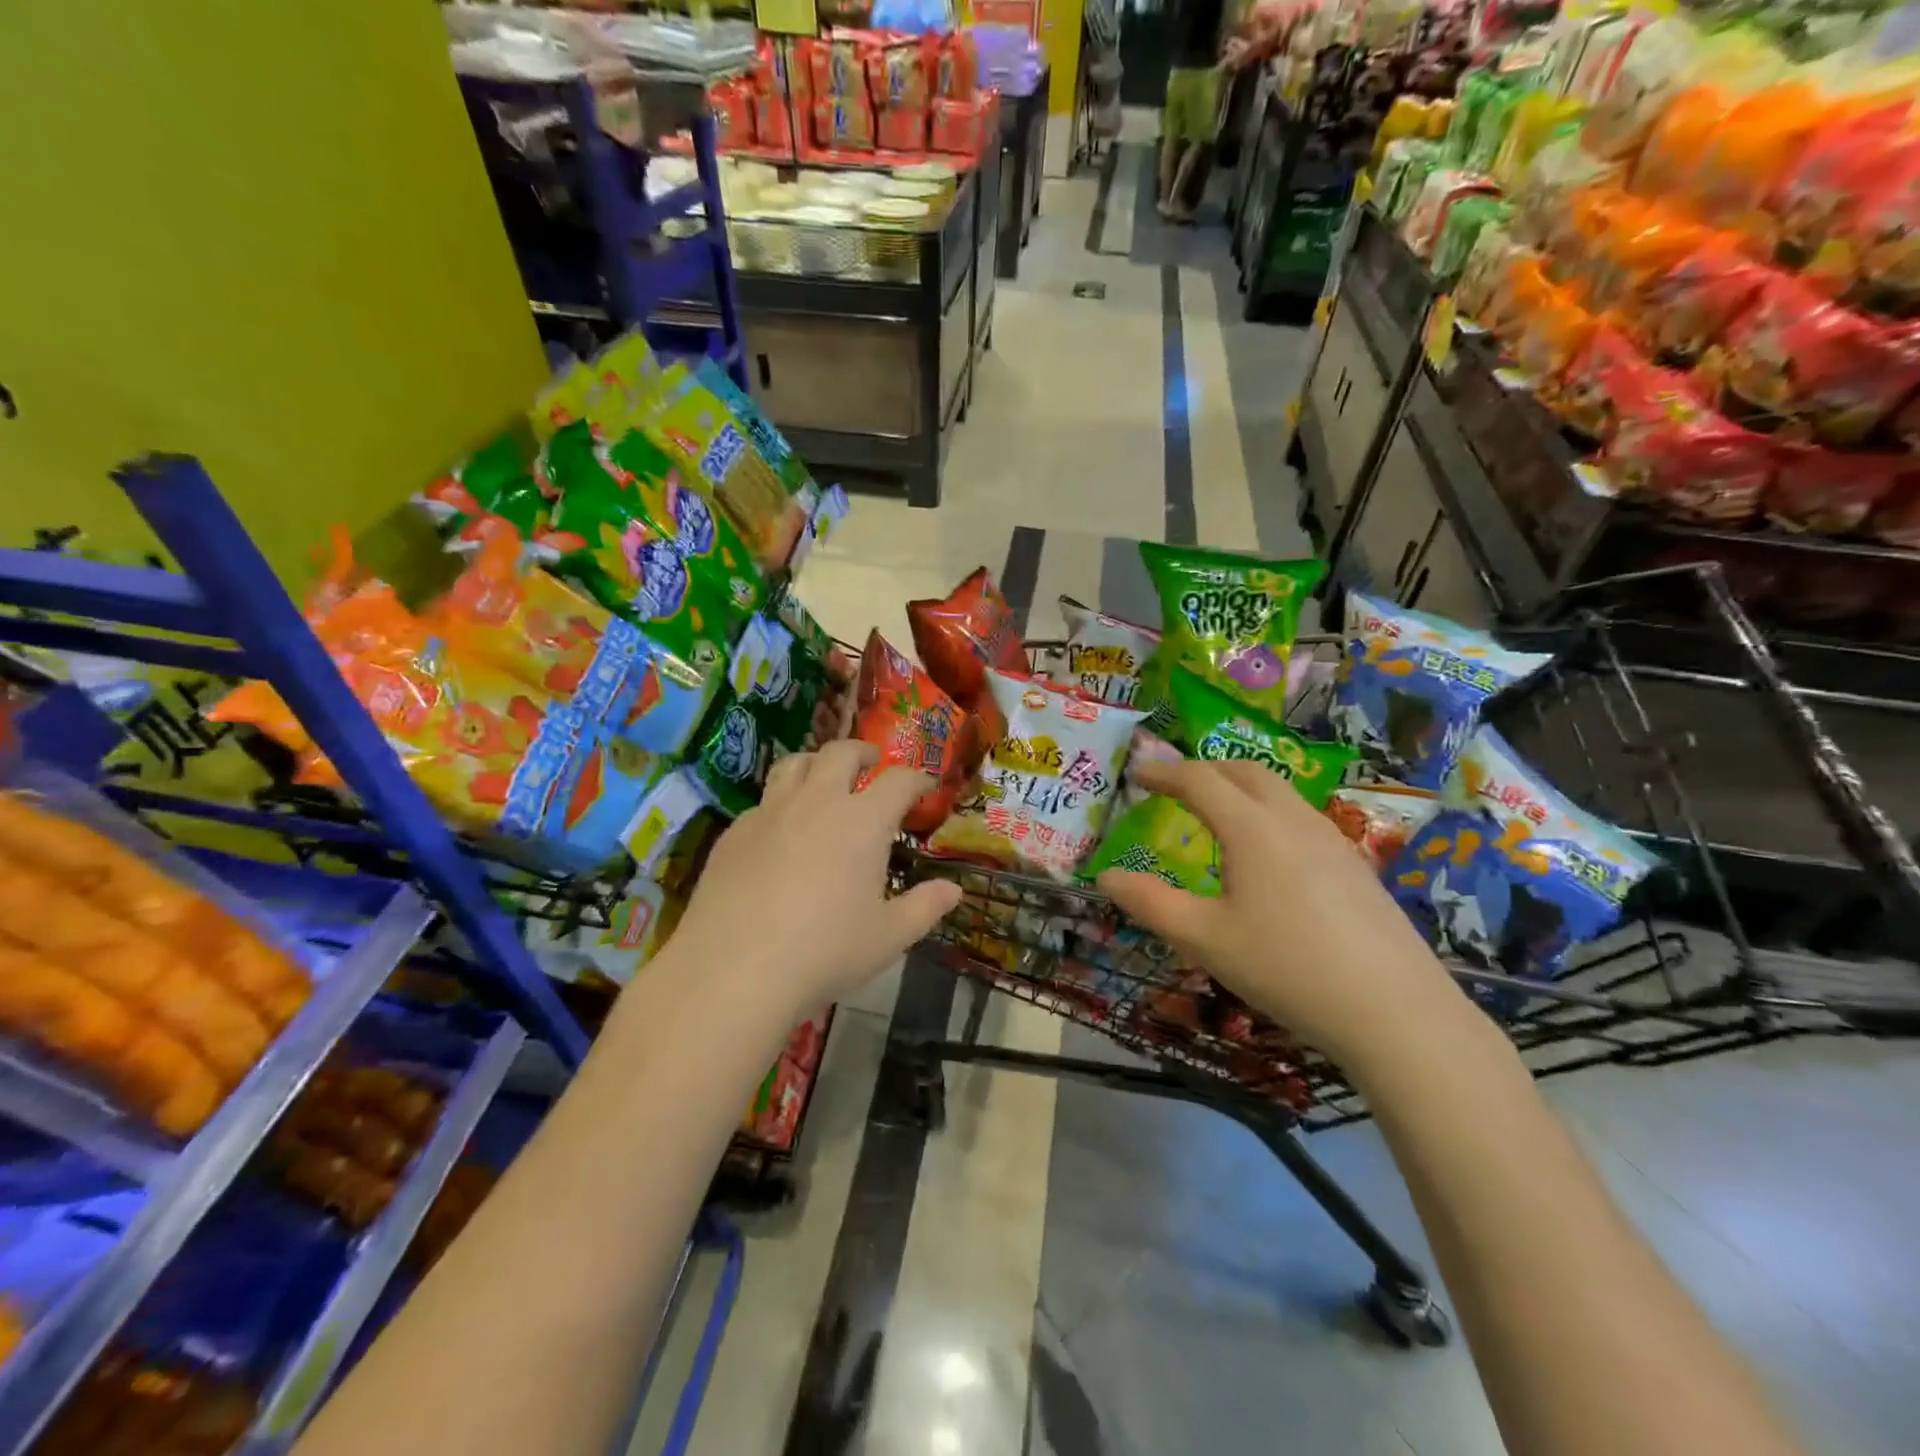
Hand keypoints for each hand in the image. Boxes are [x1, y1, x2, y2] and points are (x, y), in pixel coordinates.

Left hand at [668, 740, 962, 1018]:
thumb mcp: (889, 937)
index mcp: (862, 821)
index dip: (917, 778)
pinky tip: (781, 833)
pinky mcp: (734, 833)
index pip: (898, 780)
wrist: (734, 970)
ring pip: (794, 764)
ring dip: (817, 763)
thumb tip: (954, 890)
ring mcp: (770, 813)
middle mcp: (817, 802)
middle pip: (841, 752)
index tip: (925, 787)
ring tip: (824, 779)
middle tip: (872, 764)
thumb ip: (925, 908)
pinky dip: (781, 803)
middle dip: (863, 752)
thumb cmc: (825, 952)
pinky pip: (763, 801)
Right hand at [1096, 759, 1465, 1068]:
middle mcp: (1292, 819)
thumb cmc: (1287, 968)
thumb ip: (1150, 903)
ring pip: (1278, 790)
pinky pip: (1300, 816)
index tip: (1137, 774)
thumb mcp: (1205, 940)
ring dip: (1239, 786)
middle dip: (1203, 768)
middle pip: (1244, 771)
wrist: (1396, 1011)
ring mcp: (1331, 839)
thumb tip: (1105, 877)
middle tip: (1174, 785)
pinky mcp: (1354, 864)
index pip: (1200, 780)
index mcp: (1252, 828)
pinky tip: (1267, 852)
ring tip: (1216, 811)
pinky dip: (1267, 810)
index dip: (1164, 772)